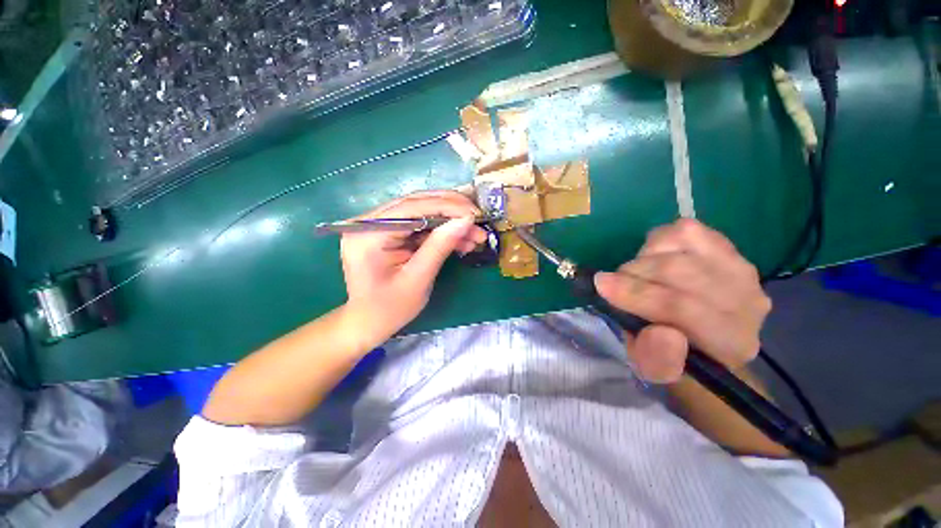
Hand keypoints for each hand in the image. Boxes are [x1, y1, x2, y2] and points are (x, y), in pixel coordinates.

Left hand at [340, 191, 486, 342]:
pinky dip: (441, 232)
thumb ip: (440, 246)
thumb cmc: (389, 308)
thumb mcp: (418, 279)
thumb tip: (466, 220)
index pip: (412, 208)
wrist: (368, 322)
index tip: (475, 214)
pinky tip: (461, 240)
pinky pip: (419, 225)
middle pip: (416, 203)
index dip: (447, 207)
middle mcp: (368, 222)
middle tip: (479, 218)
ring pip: (422, 212)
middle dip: (452, 210)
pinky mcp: (388, 232)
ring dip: (450, 222)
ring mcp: (377, 226)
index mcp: (368, 234)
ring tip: (476, 235)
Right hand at [594, 219, 770, 382]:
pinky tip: (656, 259)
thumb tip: (662, 332)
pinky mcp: (728, 245)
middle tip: (613, 284)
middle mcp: (747, 300)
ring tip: (637, 275)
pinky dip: (659, 241)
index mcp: (731, 341)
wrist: (702, 336)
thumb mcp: (655, 370)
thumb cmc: (672, 354)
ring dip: (645, 258)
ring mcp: (740, 266)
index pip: (684, 308)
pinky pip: (685, 229)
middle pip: (680, 270)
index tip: (601, 286)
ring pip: (681, 244)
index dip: (637, 294)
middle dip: (634, 274)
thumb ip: (658, 359)